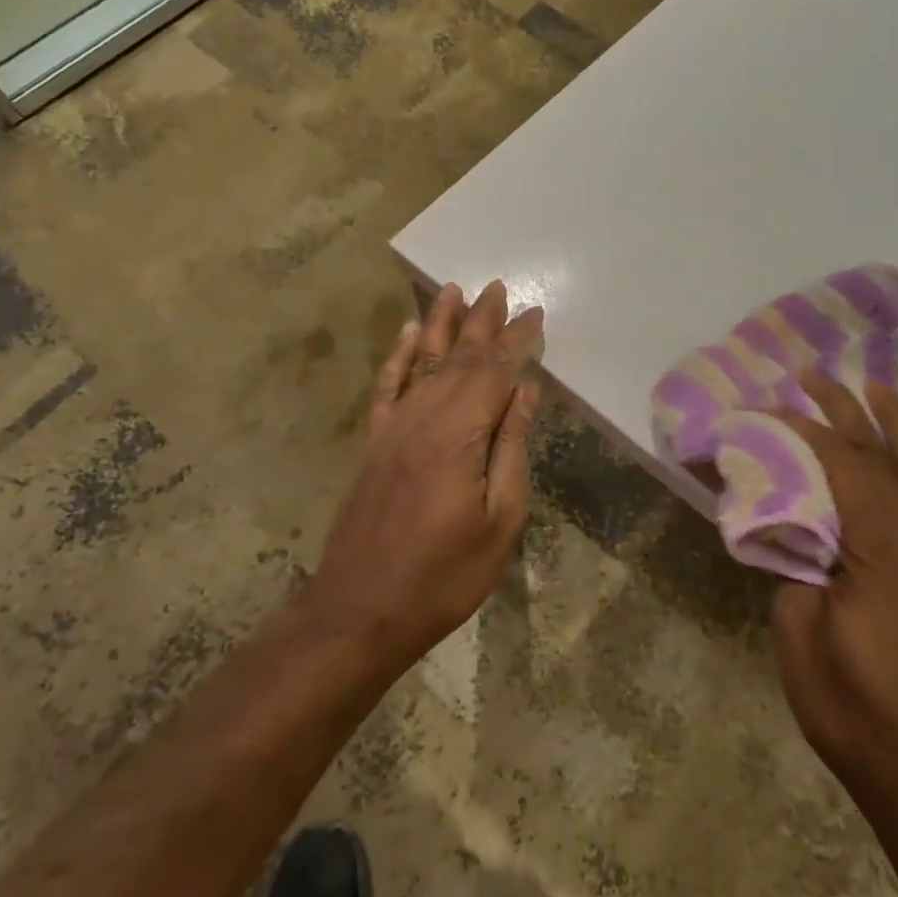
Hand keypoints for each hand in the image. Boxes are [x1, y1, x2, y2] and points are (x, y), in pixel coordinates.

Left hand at [308, 281, 543, 668]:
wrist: (361, 610)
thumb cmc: (445, 574)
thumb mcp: (499, 520)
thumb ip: (511, 448)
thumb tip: (525, 392)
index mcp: (461, 434)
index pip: (496, 372)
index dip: (518, 340)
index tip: (536, 313)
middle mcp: (424, 417)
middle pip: (458, 357)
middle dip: (481, 320)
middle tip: (498, 287)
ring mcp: (394, 428)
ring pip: (421, 361)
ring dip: (439, 324)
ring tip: (453, 290)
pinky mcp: (374, 443)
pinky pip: (387, 387)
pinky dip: (399, 357)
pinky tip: (407, 335)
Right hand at [771, 374, 897, 802]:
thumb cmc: (851, 703)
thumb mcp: (798, 630)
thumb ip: (794, 567)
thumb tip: (792, 534)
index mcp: (874, 542)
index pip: (837, 462)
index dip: (800, 429)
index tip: (764, 409)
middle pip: (881, 454)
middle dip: (846, 409)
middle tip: (813, 376)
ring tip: (883, 391)